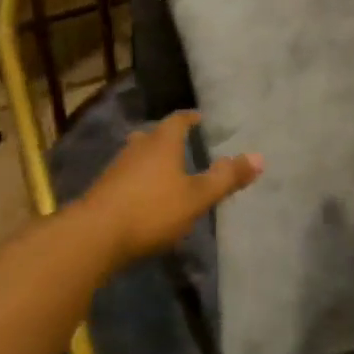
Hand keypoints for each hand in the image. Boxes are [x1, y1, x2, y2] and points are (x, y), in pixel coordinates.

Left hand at [75, 111, 262, 269]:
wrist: (94, 235)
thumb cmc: (152, 210)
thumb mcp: (197, 197)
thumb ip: (226, 178)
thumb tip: (259, 157)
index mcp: (162, 142)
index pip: (178, 120)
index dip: (191, 118)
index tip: (201, 119)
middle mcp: (138, 147)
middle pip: (155, 135)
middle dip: (169, 139)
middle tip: (185, 145)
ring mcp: (117, 167)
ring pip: (138, 155)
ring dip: (152, 160)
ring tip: (167, 171)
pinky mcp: (104, 189)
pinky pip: (127, 176)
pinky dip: (140, 180)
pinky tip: (145, 196)